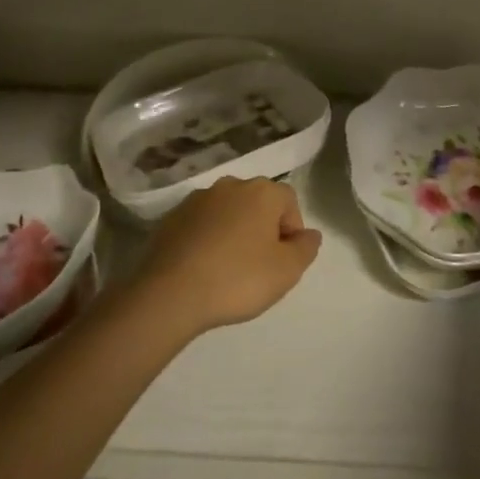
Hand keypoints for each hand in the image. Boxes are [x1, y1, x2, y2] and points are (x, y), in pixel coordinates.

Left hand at [130, 177, 322, 336]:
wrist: (169, 293)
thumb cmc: (237, 279)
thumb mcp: (286, 271)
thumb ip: (306, 248)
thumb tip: (309, 234)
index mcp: (262, 191)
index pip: (289, 202)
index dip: (291, 231)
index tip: (283, 261)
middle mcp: (230, 185)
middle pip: (258, 204)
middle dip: (262, 229)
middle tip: (259, 266)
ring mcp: (198, 199)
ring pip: (228, 213)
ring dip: (233, 232)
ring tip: (228, 269)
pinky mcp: (172, 217)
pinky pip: (201, 224)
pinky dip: (207, 239)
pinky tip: (203, 268)